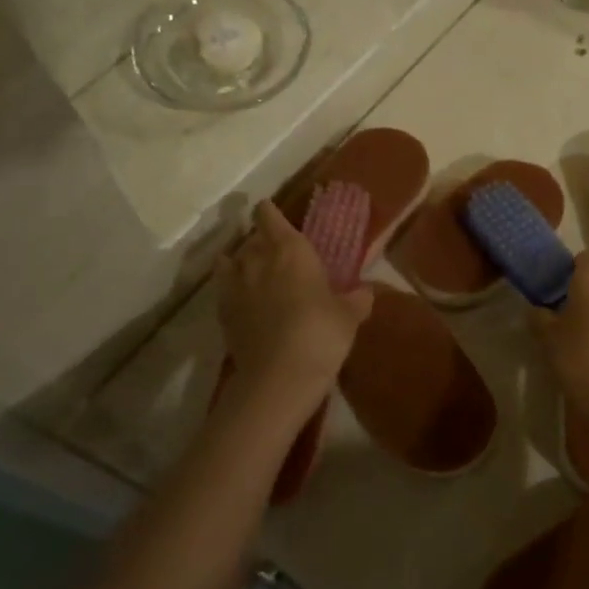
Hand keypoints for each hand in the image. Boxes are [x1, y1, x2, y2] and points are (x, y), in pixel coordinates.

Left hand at [216, 201, 372, 418]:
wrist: (279, 376)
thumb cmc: (321, 333)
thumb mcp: (350, 315)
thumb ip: (357, 298)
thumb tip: (365, 291)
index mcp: (291, 249)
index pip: (270, 216)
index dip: (270, 212)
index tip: (274, 213)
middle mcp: (258, 258)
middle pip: (253, 238)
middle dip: (262, 241)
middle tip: (278, 252)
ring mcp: (236, 285)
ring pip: (233, 259)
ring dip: (243, 261)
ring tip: (256, 271)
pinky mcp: (223, 312)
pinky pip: (223, 286)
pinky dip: (230, 285)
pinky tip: (241, 295)